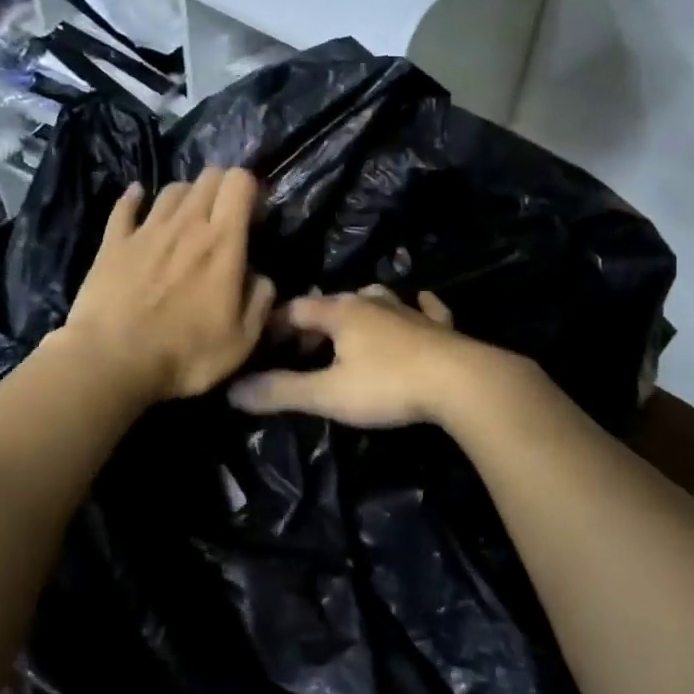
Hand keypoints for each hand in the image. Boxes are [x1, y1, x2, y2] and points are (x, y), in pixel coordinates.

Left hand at [60, 168, 275, 403]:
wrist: (112, 362)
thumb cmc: (185, 355)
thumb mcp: (242, 341)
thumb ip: (259, 302)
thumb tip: (261, 278)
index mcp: (223, 243)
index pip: (239, 183)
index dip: (250, 189)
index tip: (253, 214)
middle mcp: (186, 224)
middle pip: (208, 177)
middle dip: (221, 187)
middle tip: (224, 215)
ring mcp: (146, 230)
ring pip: (172, 189)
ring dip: (186, 195)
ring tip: (188, 217)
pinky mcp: (112, 242)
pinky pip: (125, 206)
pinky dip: (134, 198)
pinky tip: (137, 198)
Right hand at [228, 286, 498, 427]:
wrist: (461, 382)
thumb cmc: (388, 385)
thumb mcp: (328, 394)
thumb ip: (281, 391)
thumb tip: (233, 390)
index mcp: (341, 312)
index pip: (297, 309)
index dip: (276, 323)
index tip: (262, 341)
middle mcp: (373, 302)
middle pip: (335, 303)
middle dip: (315, 321)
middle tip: (302, 348)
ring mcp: (410, 311)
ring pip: (378, 300)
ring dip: (360, 311)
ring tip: (350, 330)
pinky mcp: (440, 326)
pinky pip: (425, 308)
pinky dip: (417, 307)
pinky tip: (420, 304)